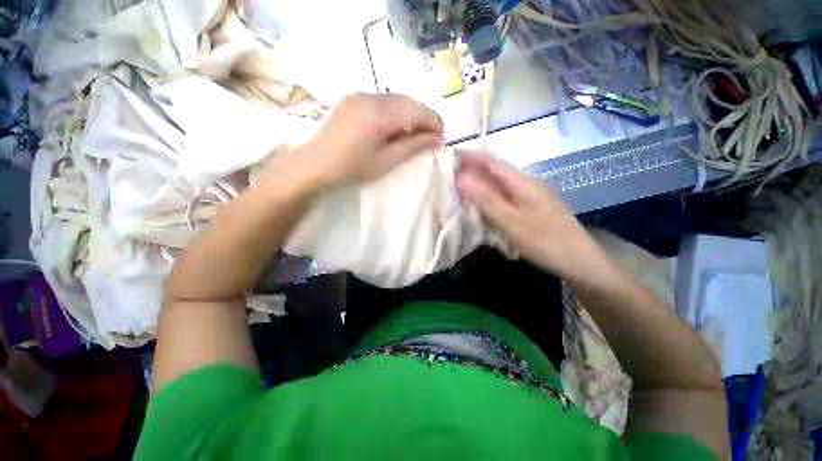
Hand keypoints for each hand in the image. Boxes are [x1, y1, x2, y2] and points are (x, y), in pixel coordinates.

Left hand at [291, 93, 443, 188]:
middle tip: (431, 137)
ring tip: (415, 134)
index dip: (434, 123)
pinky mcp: (354, 98)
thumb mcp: (386, 161)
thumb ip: (413, 146)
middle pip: (409, 101)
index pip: (417, 111)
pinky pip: (384, 100)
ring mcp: (360, 94)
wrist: (316, 164)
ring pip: (397, 99)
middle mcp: (370, 96)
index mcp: (378, 114)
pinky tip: (396, 127)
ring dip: (411, 114)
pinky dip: (397, 112)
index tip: (441, 138)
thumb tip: (436, 139)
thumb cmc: (352, 168)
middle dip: (424, 118)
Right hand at [455, 152, 605, 277]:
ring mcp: (530, 196)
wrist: (578, 260)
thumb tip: (462, 179)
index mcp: (523, 183)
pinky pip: (505, 196)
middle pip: (496, 171)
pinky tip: (483, 203)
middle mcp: (527, 184)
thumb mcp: (511, 222)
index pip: (493, 162)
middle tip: (452, 173)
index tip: (452, 154)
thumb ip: (487, 201)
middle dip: (474, 169)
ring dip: (481, 182)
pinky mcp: (531, 208)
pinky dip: (490, 196)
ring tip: (462, 186)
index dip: (472, 156)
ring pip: (500, 184)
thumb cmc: (545, 241)